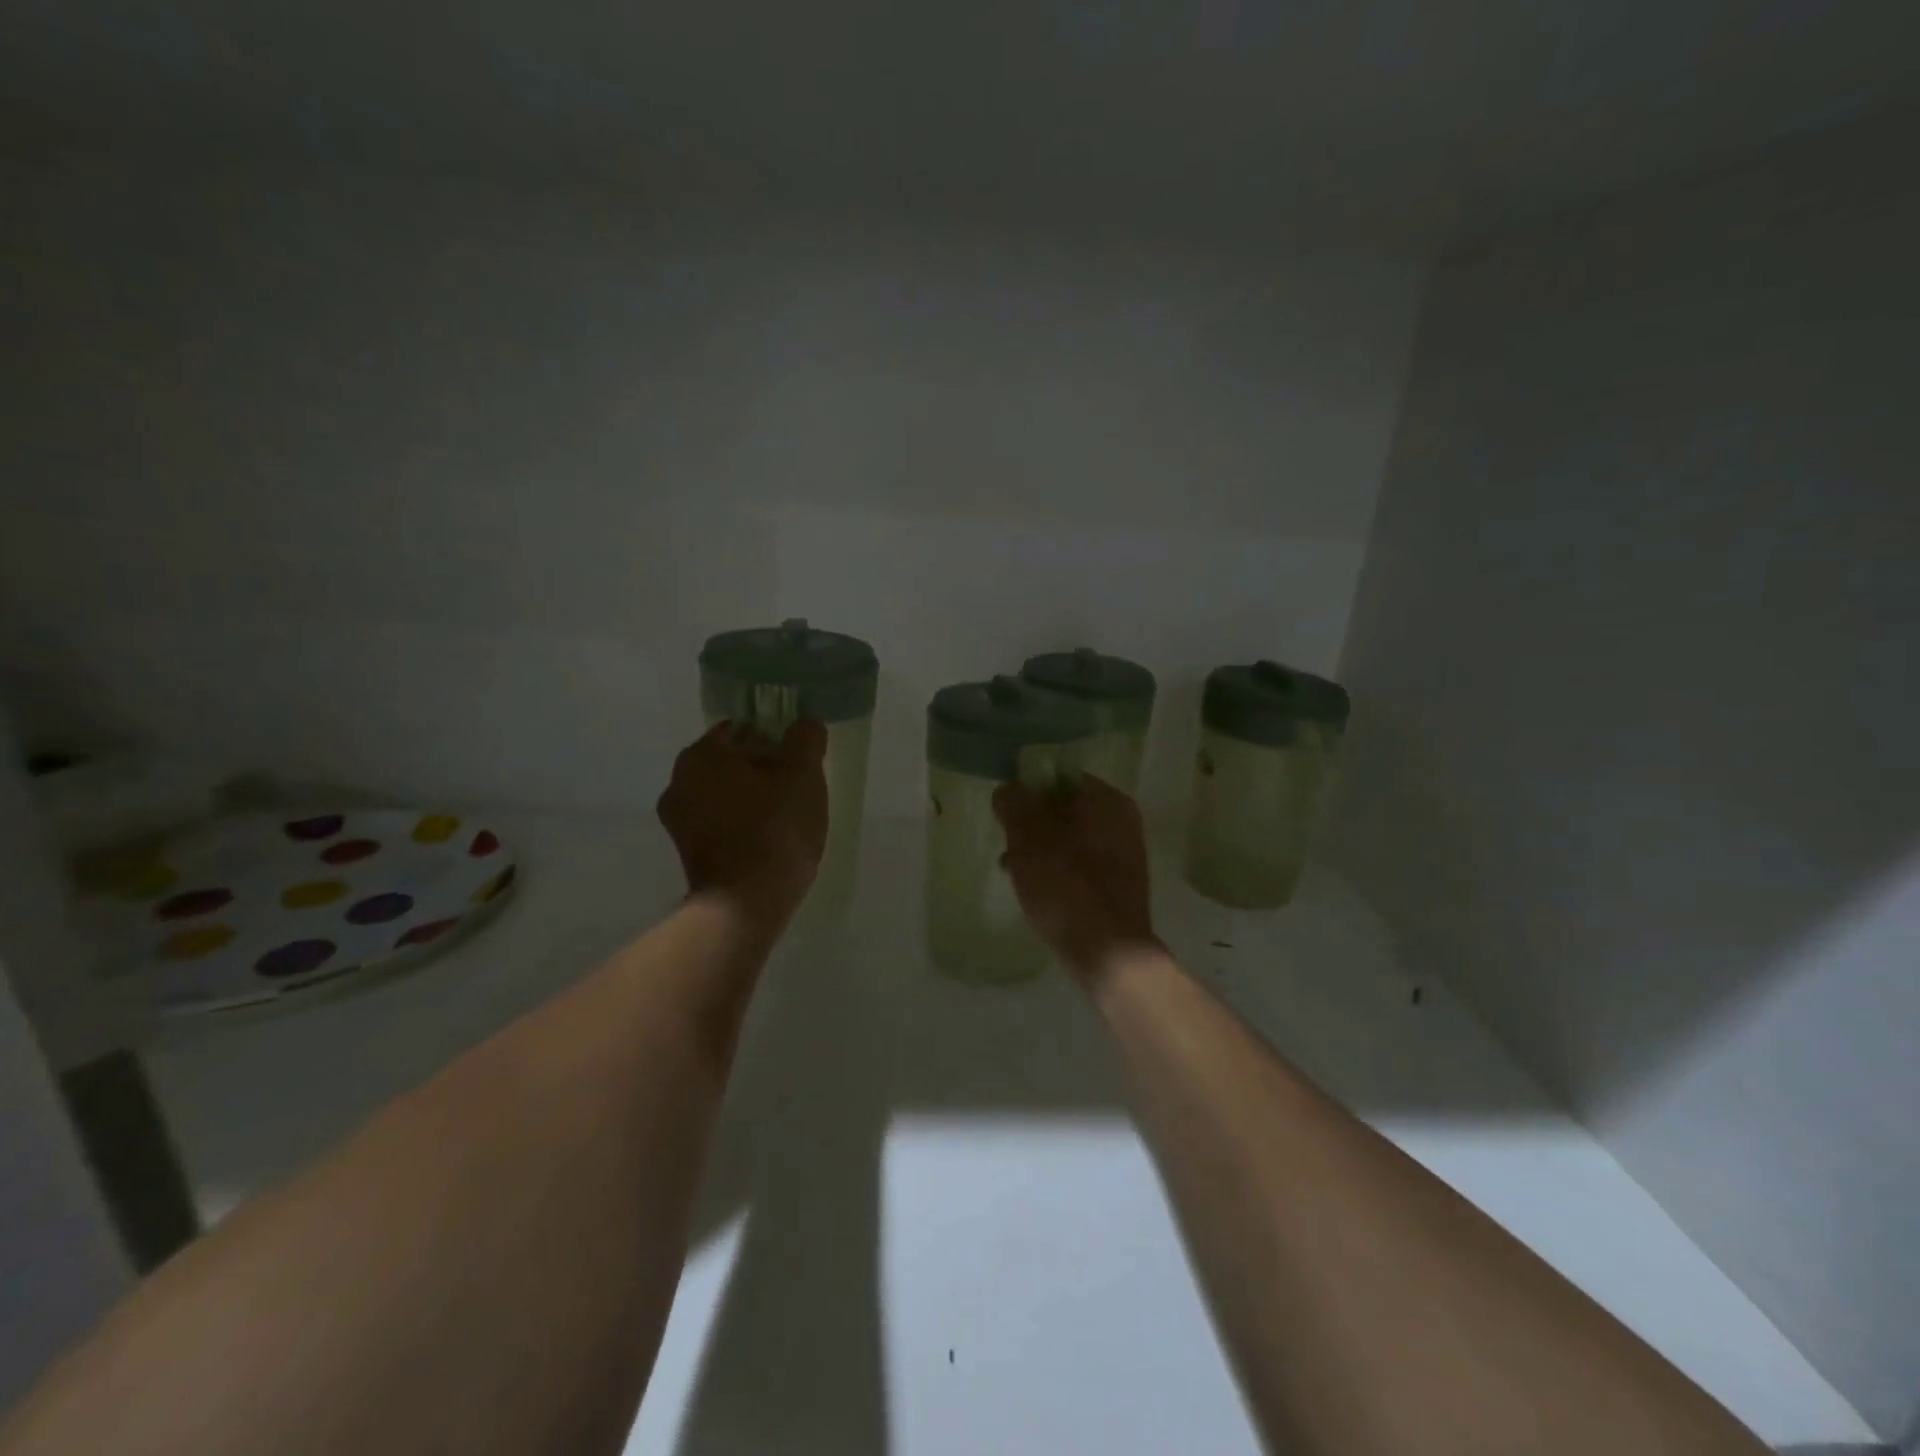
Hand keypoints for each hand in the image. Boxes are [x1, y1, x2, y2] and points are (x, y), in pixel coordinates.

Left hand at [657, 719, 829, 933]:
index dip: (774, 740)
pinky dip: (740, 824)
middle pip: (730, 762)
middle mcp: (678, 781)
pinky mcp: (686, 852)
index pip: (742, 729)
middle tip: (796, 788)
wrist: (746, 903)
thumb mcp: (803, 774)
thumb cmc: (775, 828)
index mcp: (702, 754)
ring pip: (724, 794)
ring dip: (751, 798)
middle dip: (761, 770)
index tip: (798, 762)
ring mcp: (677, 820)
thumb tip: (805, 725)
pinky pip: (719, 823)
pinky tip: (767, 840)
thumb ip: (805, 739)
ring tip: (785, 817)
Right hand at [994, 775, 1159, 980]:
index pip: (1060, 777)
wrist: (1107, 952)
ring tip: (1015, 873)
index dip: (1029, 790)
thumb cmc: (1065, 885)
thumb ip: (1014, 803)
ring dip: (1041, 850)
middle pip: (1064, 809)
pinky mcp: (1120, 886)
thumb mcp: (1027, 837)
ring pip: (1070, 839)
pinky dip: (1058, 872)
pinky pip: (1081, 866)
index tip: (1006, 814)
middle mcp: (1122, 821)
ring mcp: (1125, 855)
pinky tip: (1038, 893)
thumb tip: (1010, 790)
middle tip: (1008, 845)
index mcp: (1107, 800)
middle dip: (1032, 825)